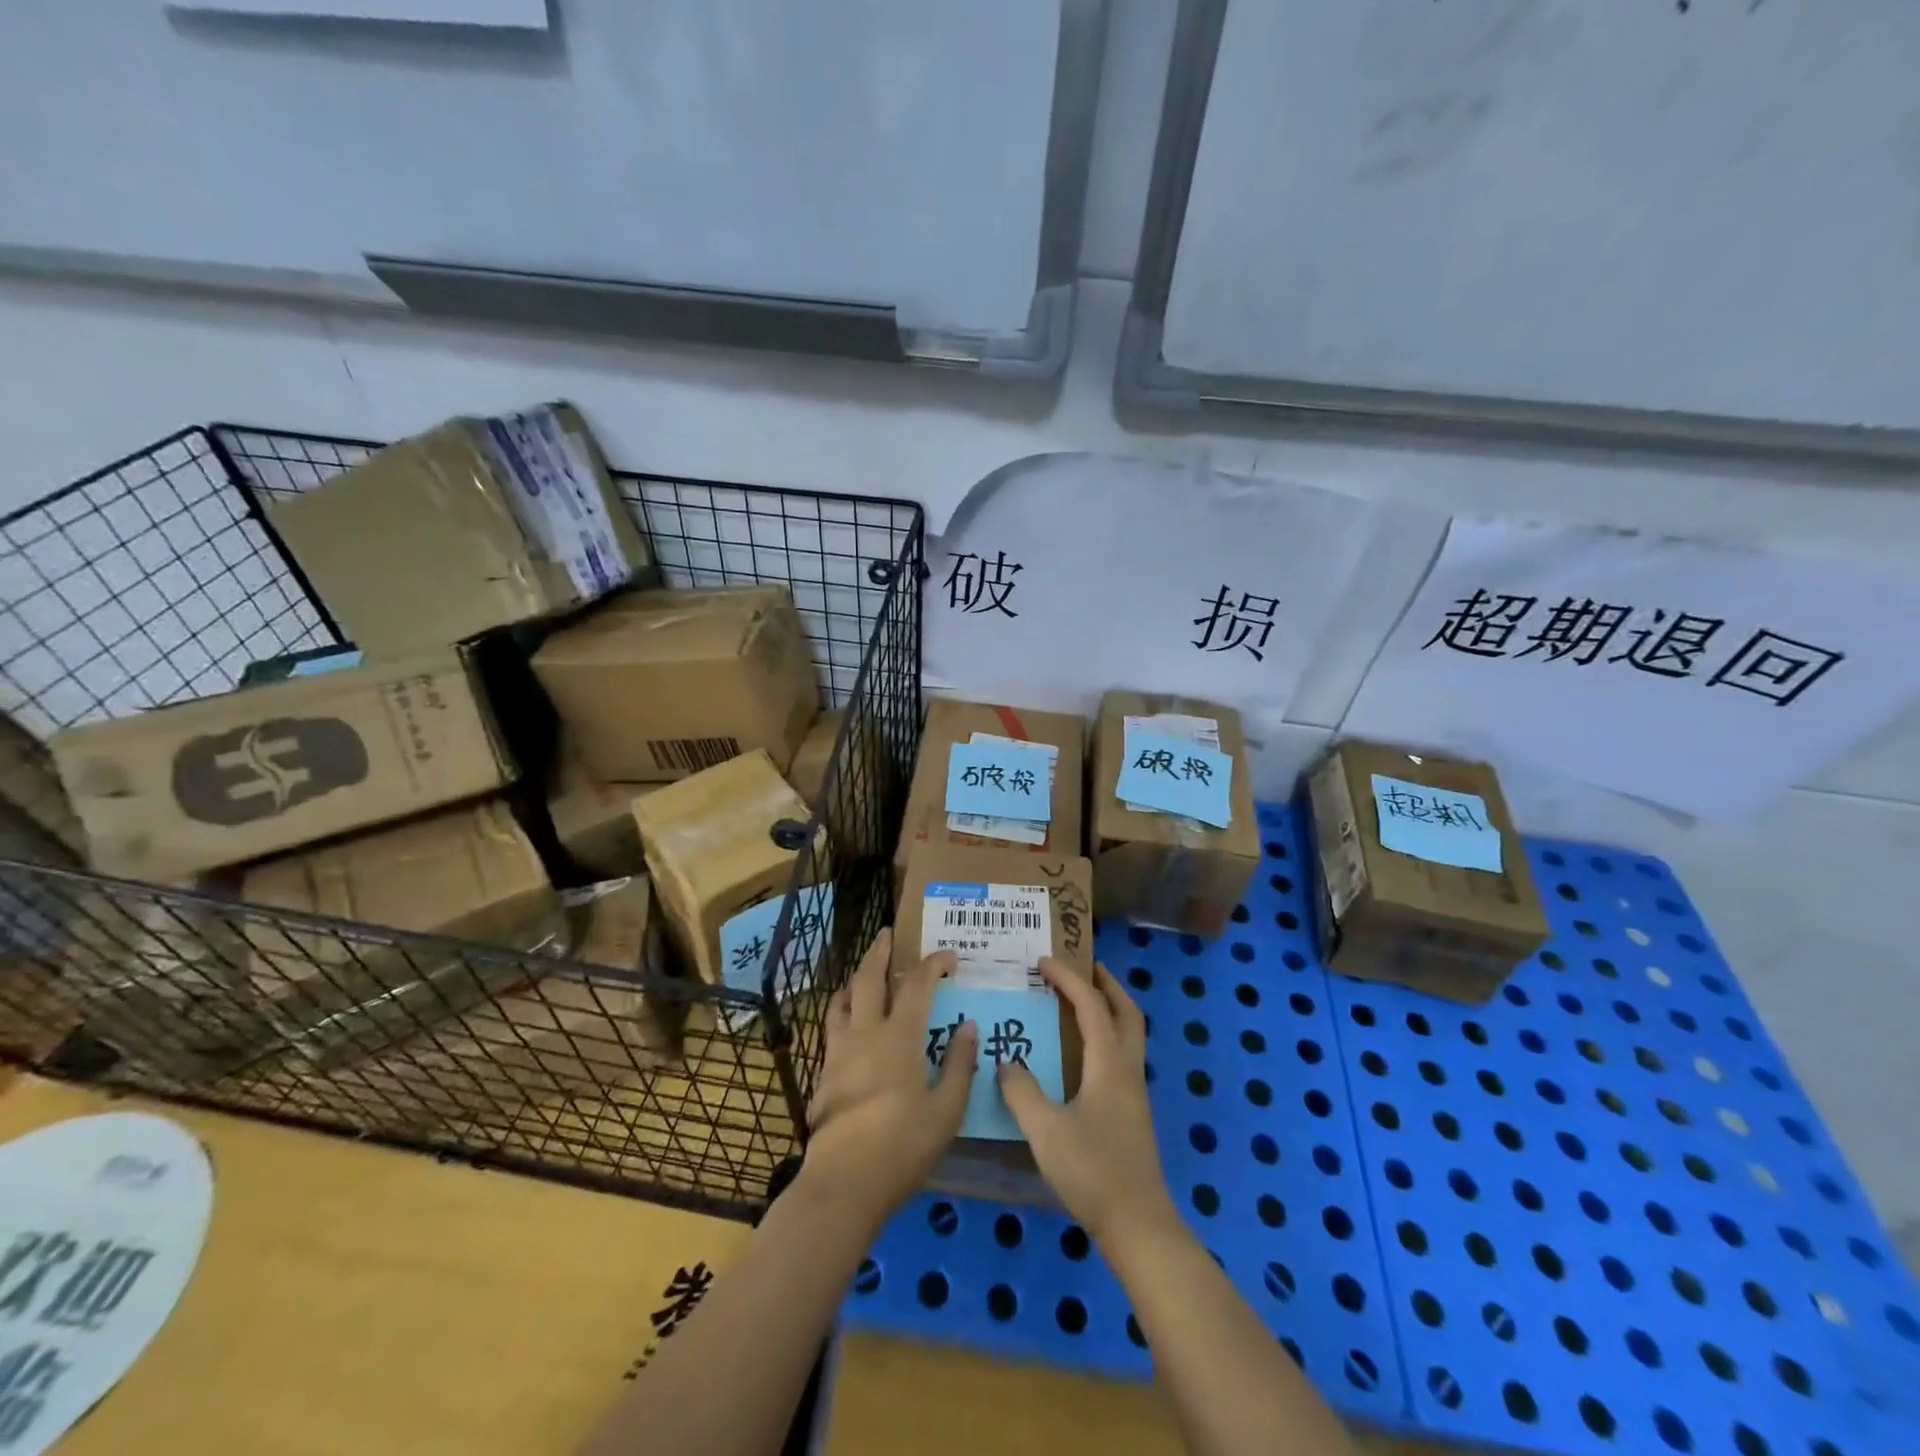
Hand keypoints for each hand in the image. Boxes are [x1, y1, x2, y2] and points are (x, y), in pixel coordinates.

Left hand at [801, 928, 975, 1224]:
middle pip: (869, 978)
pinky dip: (842, 1009)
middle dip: (880, 952)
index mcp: (899, 1038)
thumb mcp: (946, 1112)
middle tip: (887, 934)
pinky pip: (832, 1026)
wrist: (843, 1183)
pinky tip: (849, 1021)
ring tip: (864, 973)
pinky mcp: (824, 1073)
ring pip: (843, 999)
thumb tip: (968, 1027)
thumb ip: (958, 1066)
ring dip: (855, 978)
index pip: (917, 985)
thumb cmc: (902, 1147)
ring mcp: (839, 1051)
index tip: (949, 956)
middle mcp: (866, 1033)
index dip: (933, 964)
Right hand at [998, 960, 1177, 1245]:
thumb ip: (1022, 1092)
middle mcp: (1128, 1070)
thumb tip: (1006, 1063)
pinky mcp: (1132, 1113)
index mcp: (1109, 1064)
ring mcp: (1135, 1092)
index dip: (1068, 978)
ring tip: (1082, 1002)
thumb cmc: (1092, 1172)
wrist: (1138, 1225)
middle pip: (1127, 1012)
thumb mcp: (1045, 1131)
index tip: (1044, 961)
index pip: (1091, 1006)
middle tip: (1084, 966)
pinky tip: (1083, 1055)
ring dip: (1110, 1009)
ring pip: (1129, 1034)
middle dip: (1107, 984)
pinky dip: (1106, 1037)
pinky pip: (1122, 1056)